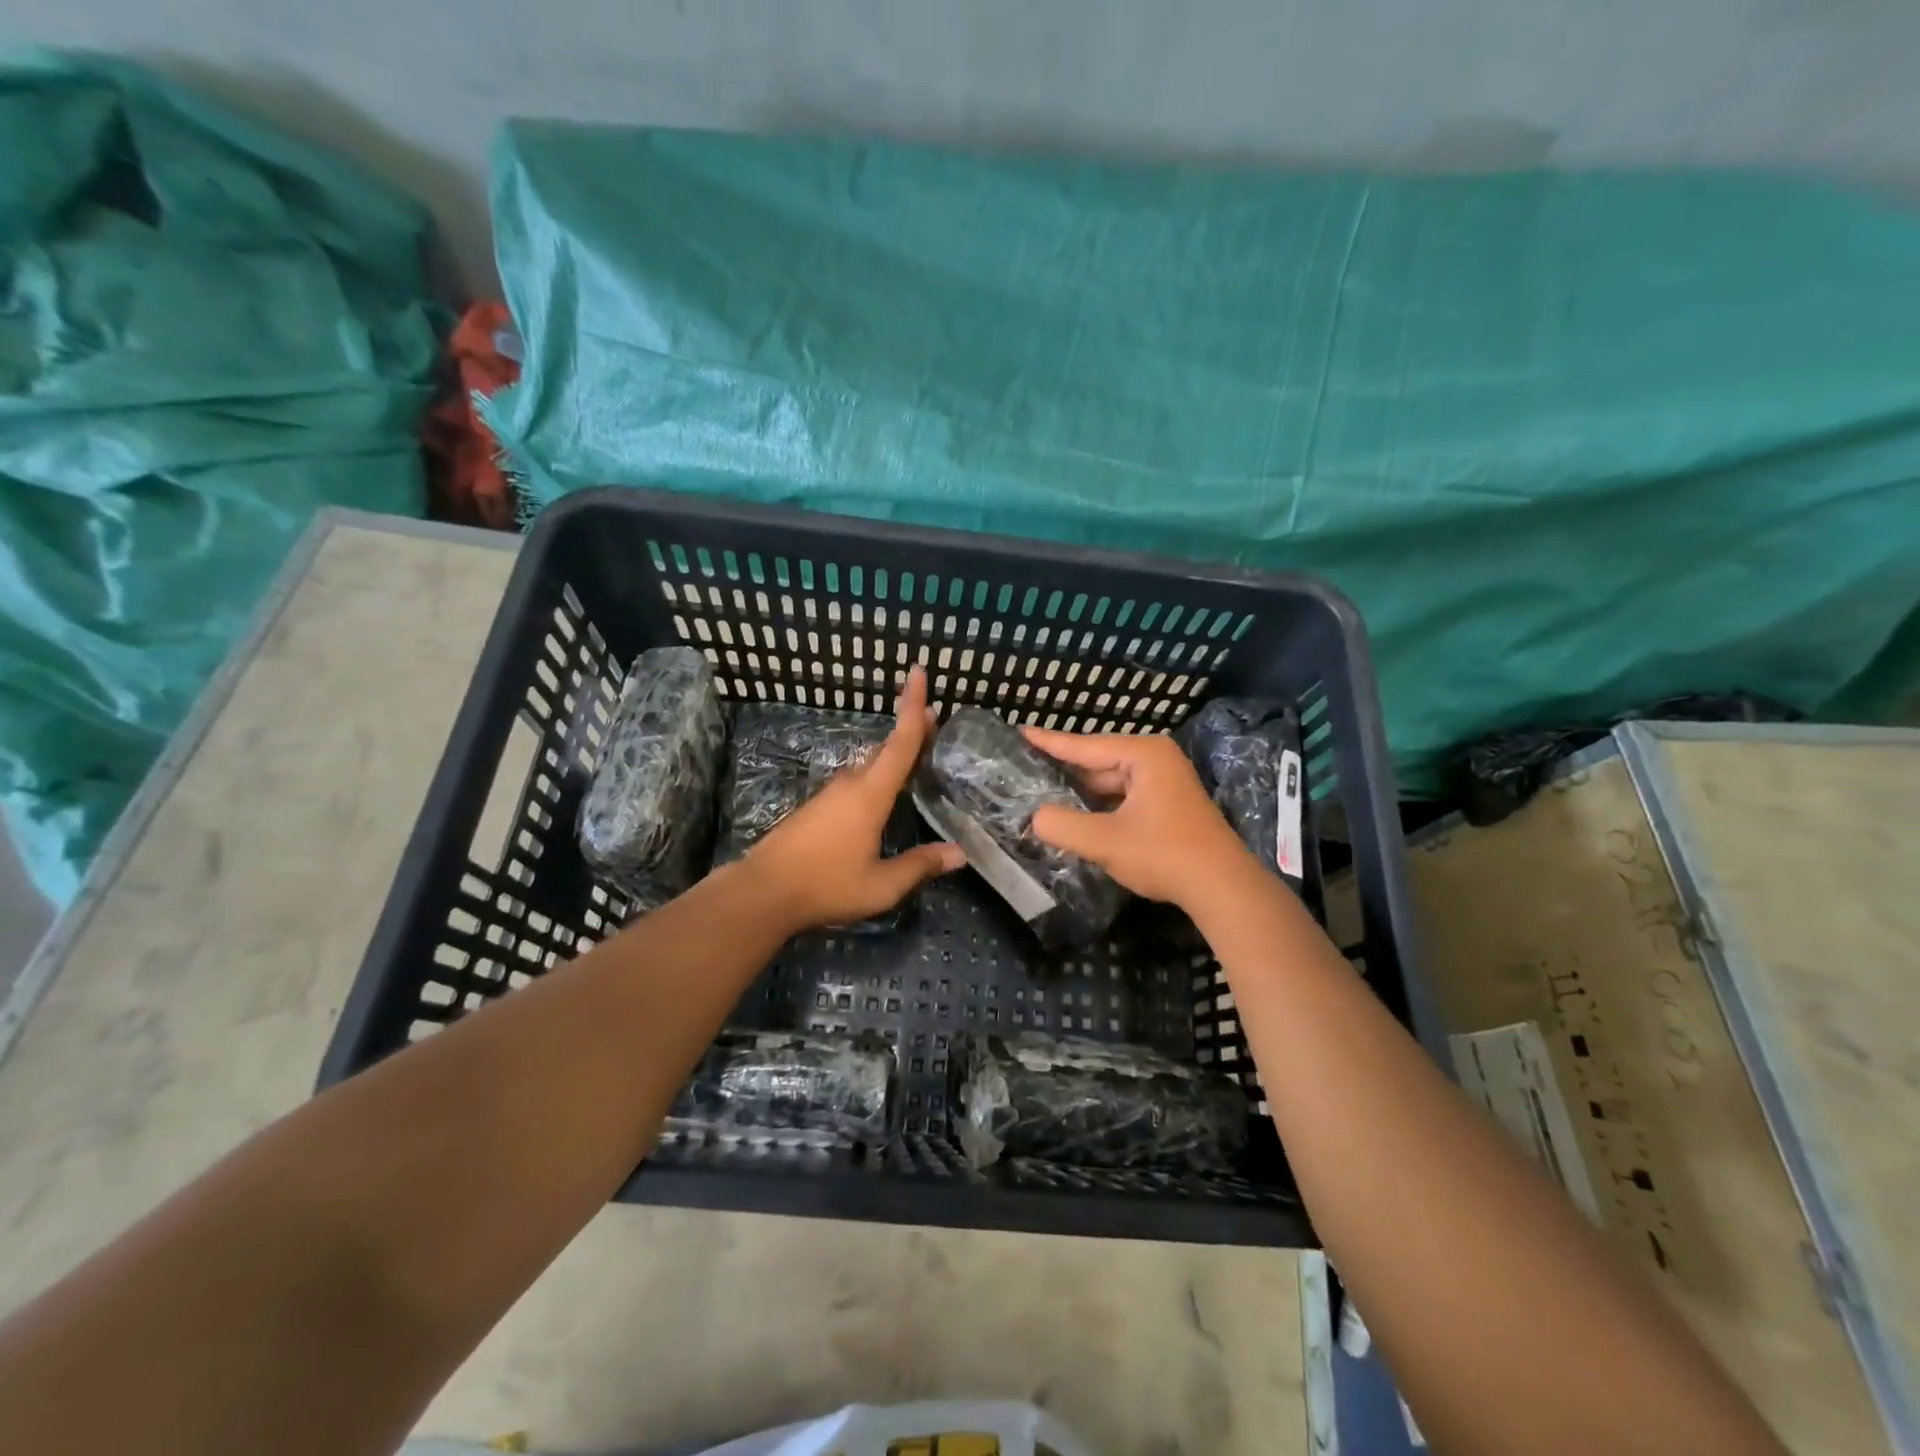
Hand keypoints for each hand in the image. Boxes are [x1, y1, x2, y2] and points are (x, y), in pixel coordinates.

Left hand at [744, 666, 964, 930]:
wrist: (763, 892)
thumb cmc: (826, 884)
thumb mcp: (881, 885)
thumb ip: (920, 866)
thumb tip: (960, 854)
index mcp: (870, 794)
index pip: (900, 742)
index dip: (913, 707)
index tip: (919, 671)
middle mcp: (851, 785)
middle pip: (885, 749)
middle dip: (909, 730)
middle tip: (934, 721)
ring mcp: (829, 794)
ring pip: (868, 766)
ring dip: (891, 757)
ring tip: (914, 755)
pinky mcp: (816, 808)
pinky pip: (855, 783)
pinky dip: (875, 778)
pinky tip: (881, 796)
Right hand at [1022, 728, 1252, 909]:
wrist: (1222, 888)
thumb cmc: (1164, 854)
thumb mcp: (1104, 841)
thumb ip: (1062, 826)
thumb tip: (1035, 817)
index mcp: (1143, 754)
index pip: (1085, 745)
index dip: (1049, 742)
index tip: (1020, 732)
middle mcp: (1156, 759)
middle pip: (1098, 762)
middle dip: (1064, 772)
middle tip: (1024, 772)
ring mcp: (1165, 782)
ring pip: (1110, 783)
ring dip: (1082, 793)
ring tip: (1041, 794)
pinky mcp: (1168, 805)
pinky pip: (1124, 797)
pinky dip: (1100, 806)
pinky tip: (1076, 816)